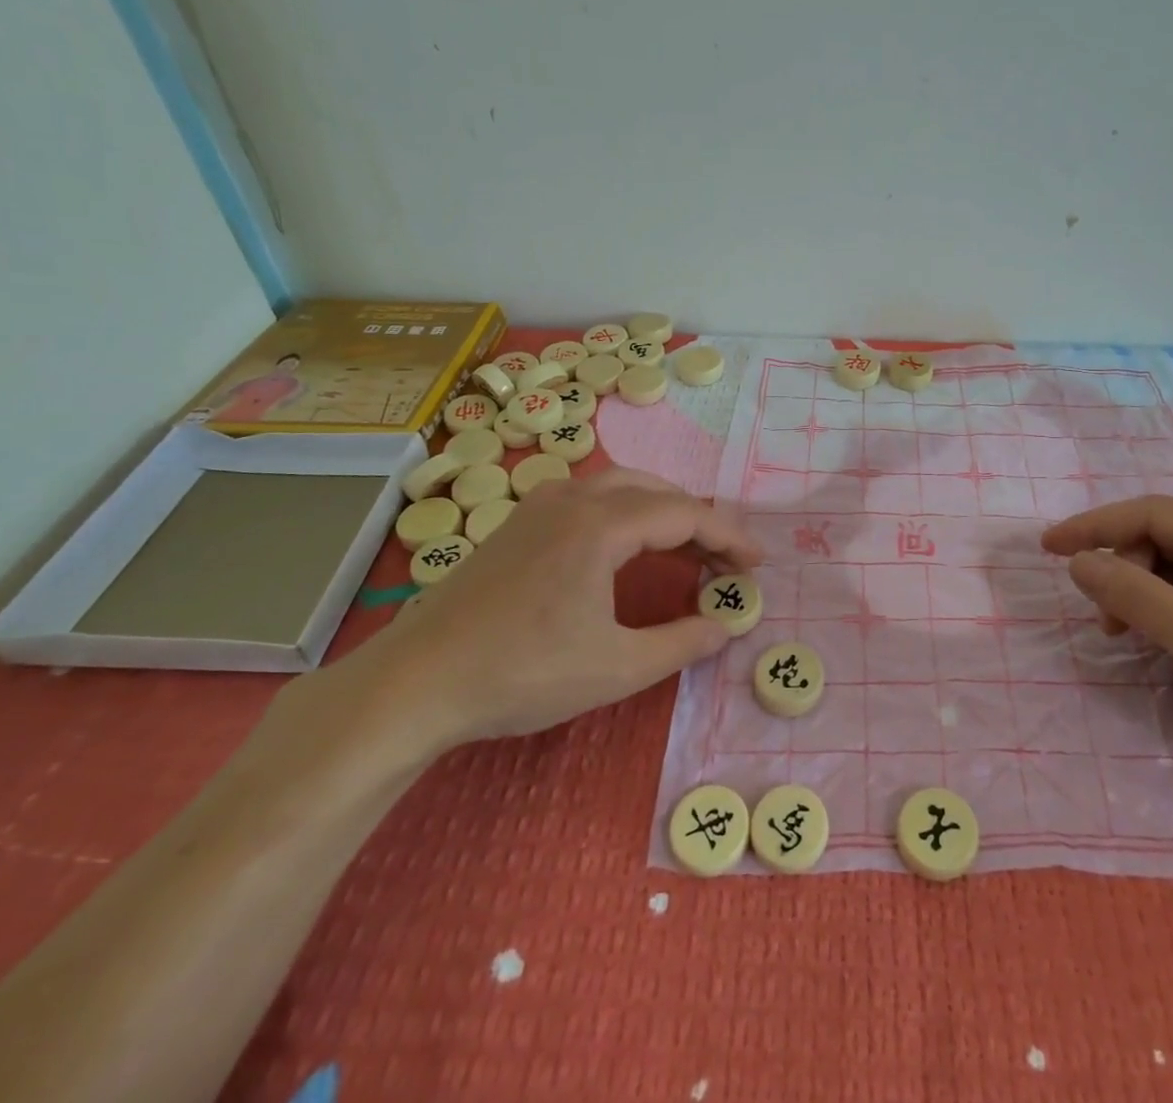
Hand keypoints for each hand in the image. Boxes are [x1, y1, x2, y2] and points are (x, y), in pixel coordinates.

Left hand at [343, 468, 761, 759]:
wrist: (414, 683)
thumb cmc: (521, 674)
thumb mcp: (616, 668)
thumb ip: (681, 642)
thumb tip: (726, 626)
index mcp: (601, 525)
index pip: (685, 514)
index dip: (730, 536)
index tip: (758, 563)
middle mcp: (573, 500)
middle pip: (657, 492)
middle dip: (700, 521)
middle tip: (726, 561)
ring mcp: (539, 506)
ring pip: (621, 488)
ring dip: (663, 513)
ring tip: (687, 551)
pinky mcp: (518, 523)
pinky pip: (590, 500)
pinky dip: (627, 514)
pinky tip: (626, 548)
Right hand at [1042, 497, 1172, 802]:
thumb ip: (1141, 599)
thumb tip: (1078, 563)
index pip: (1153, 514)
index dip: (1095, 527)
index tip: (1048, 548)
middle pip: (1165, 540)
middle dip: (1125, 572)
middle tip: (1105, 624)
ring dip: (1146, 596)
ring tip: (1131, 637)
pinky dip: (1172, 614)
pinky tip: (1168, 644)